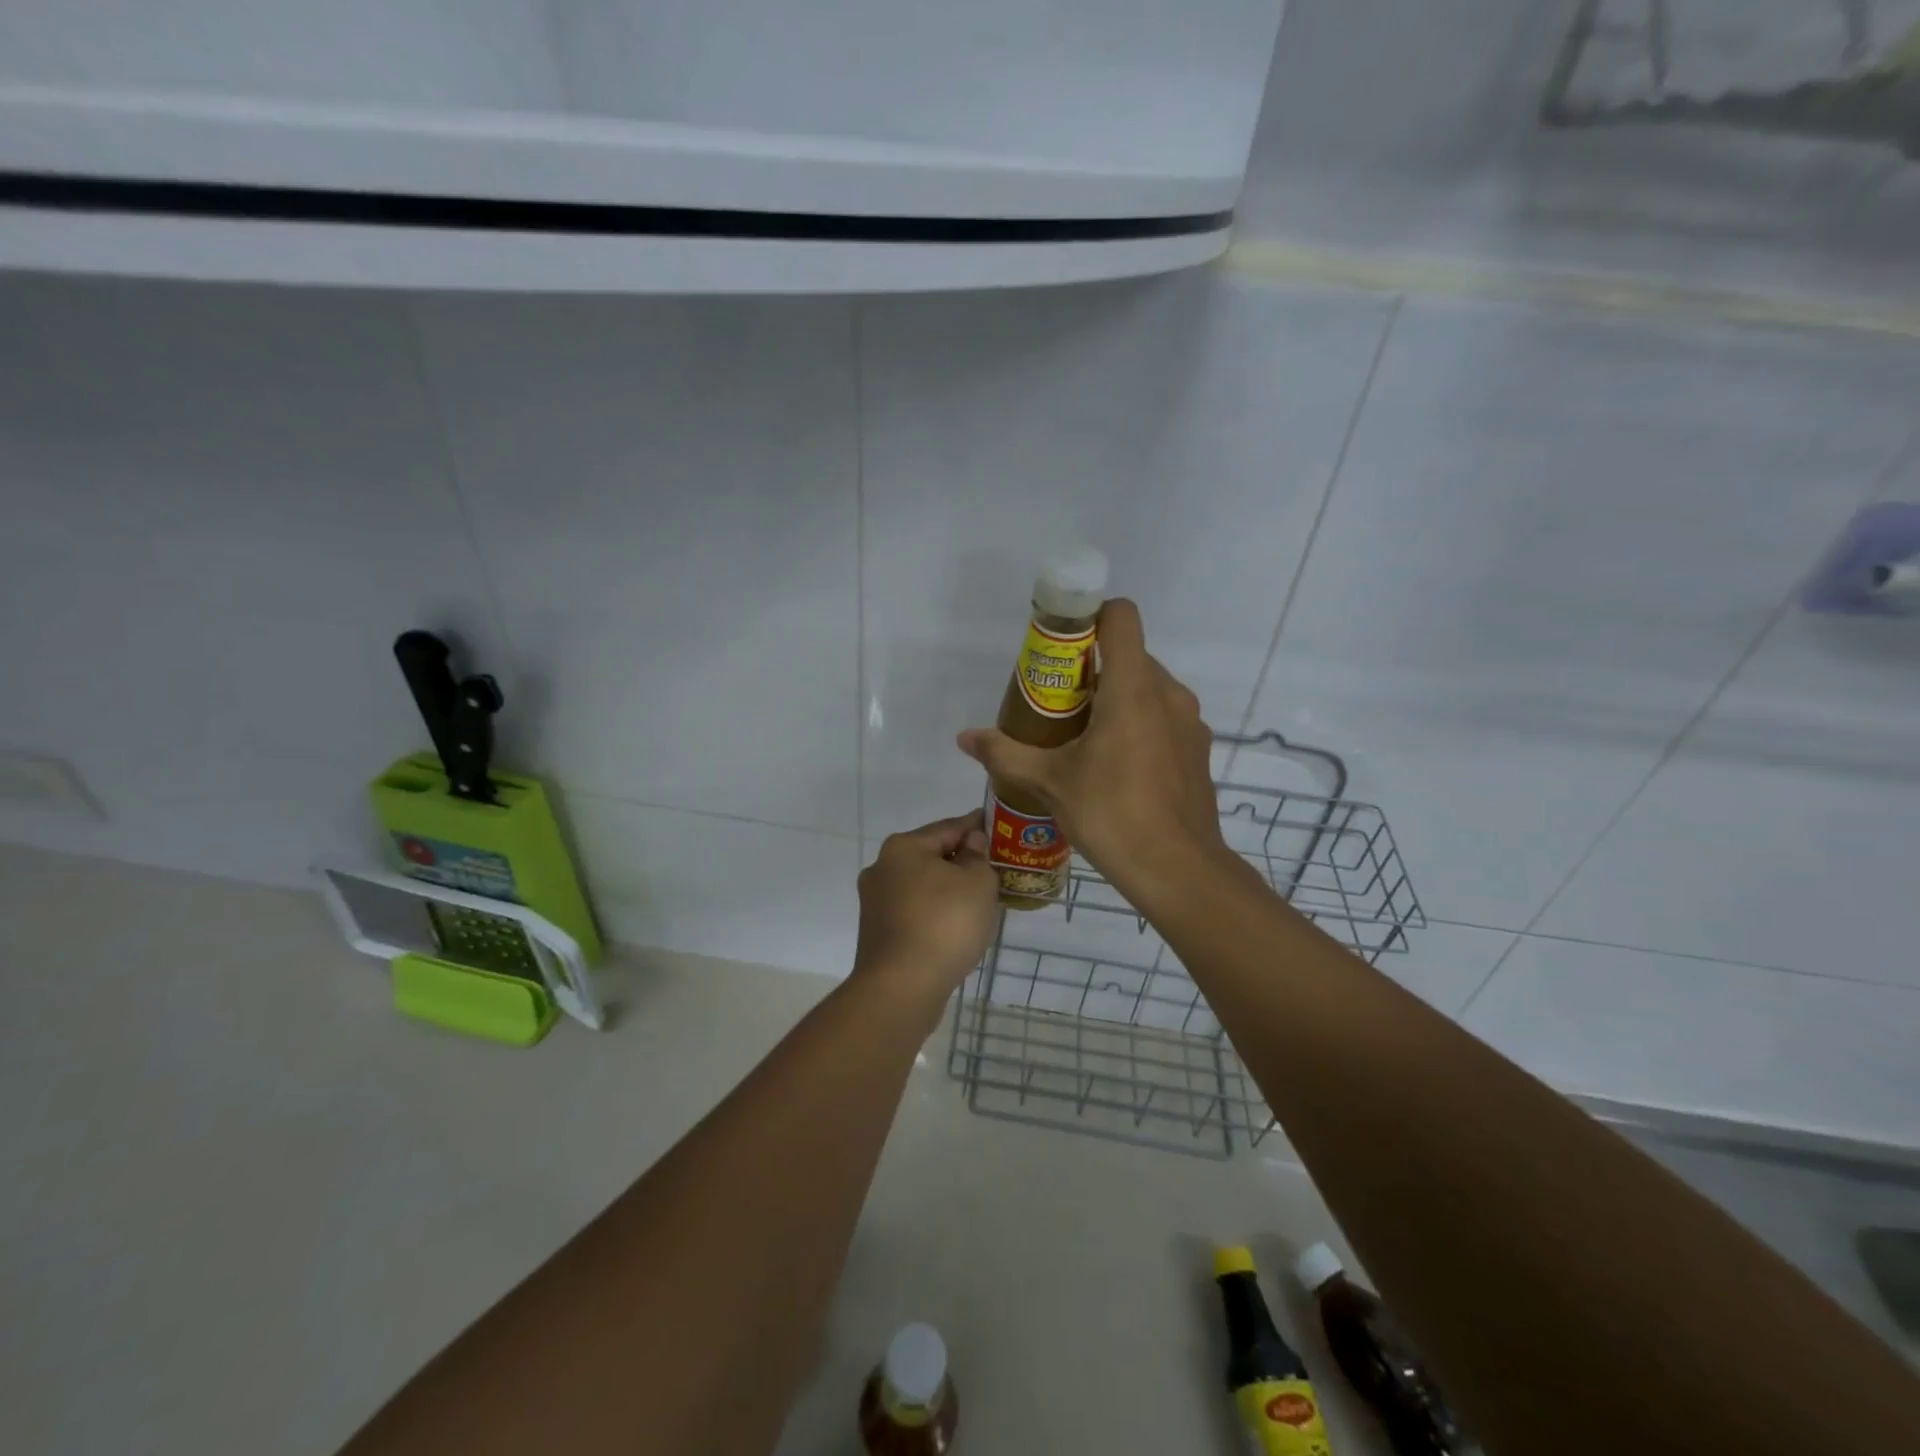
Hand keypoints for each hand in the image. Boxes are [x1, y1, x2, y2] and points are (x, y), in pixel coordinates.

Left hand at [853, 810, 1000, 1009]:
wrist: (902, 987)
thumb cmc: (944, 924)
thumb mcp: (977, 883)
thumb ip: (977, 857)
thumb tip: (970, 844)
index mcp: (903, 847)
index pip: (948, 827)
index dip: (975, 826)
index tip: (995, 826)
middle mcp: (882, 868)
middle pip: (930, 856)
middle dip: (960, 860)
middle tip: (992, 868)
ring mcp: (875, 902)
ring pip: (921, 885)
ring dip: (946, 889)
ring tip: (977, 900)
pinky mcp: (876, 932)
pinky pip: (914, 911)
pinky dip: (934, 912)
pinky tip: (954, 925)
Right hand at [956, 599, 1233, 912]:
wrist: (1177, 870)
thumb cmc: (1111, 814)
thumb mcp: (1049, 782)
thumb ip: (1005, 753)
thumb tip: (965, 738)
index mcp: (1133, 688)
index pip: (1121, 616)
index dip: (1089, 618)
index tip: (1060, 646)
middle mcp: (1168, 694)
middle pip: (1129, 655)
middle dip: (1092, 669)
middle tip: (1057, 705)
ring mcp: (1189, 723)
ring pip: (1148, 688)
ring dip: (1116, 699)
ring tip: (1083, 738)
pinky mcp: (1198, 750)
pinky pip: (1164, 718)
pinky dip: (1138, 724)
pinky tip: (1116, 767)